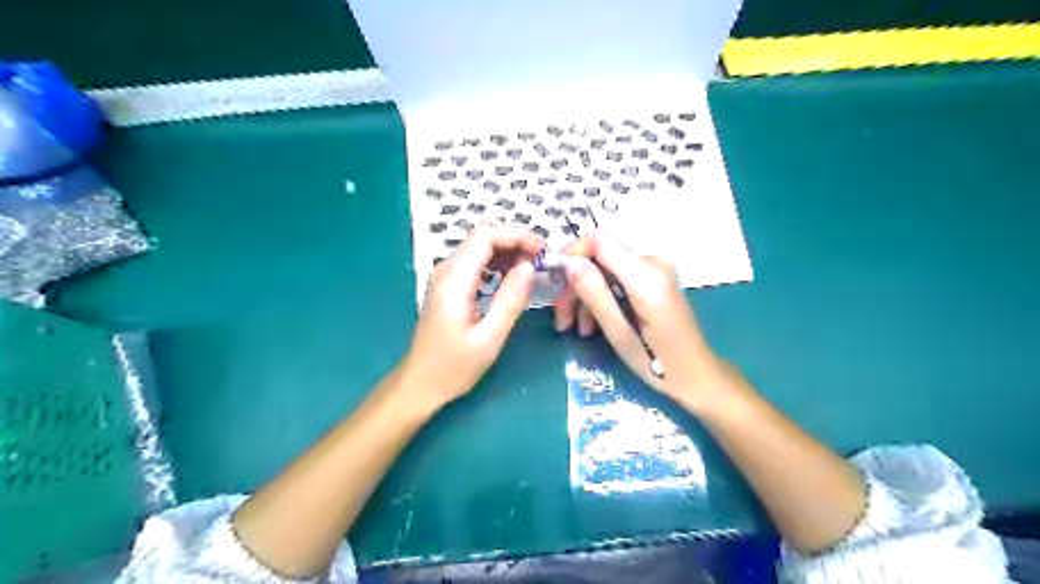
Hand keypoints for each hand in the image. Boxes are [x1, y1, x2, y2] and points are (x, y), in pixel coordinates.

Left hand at [399, 224, 539, 411]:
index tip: (543, 253)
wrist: (420, 384)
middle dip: (516, 242)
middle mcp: (446, 270)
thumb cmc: (453, 367)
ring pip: (480, 247)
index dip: (518, 236)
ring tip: (532, 271)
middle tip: (542, 263)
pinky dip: (498, 264)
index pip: (486, 235)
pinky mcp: (449, 286)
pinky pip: (476, 262)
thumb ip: (510, 300)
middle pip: (483, 236)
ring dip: (509, 252)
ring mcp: (445, 276)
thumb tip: (529, 267)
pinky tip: (512, 280)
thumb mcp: (489, 339)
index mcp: (454, 280)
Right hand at [556, 231, 733, 405]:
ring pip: (605, 269)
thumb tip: (569, 262)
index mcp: (647, 276)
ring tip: (575, 329)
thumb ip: (594, 294)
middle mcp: (653, 262)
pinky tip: (592, 324)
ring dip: (586, 295)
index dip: (572, 253)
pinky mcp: (654, 278)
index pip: (600, 240)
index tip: (554, 281)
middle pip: (600, 257)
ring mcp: (656, 269)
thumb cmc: (658, 364)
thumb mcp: (619, 333)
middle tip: (561, 320)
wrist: (696, 374)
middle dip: (575, 285)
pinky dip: (602, 297)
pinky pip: (618, 278)